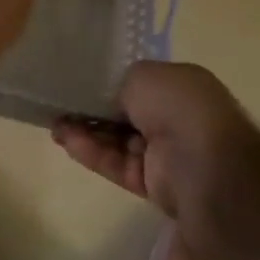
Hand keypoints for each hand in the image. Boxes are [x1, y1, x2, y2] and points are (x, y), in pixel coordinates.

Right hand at [53, 61, 259, 217]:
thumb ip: (122, 84)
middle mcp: (177, 119)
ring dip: (88, 133)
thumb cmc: (178, 106)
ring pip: (119, 142)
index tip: (81, 86)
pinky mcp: (154, 185)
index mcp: (182, 88)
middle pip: (128, 115)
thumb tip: (113, 103)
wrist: (204, 164)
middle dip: (95, 112)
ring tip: (54, 125)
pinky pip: (118, 165)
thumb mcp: (144, 75)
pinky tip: (67, 142)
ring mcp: (167, 154)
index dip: (111, 87)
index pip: (142, 86)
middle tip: (61, 108)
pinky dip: (93, 153)